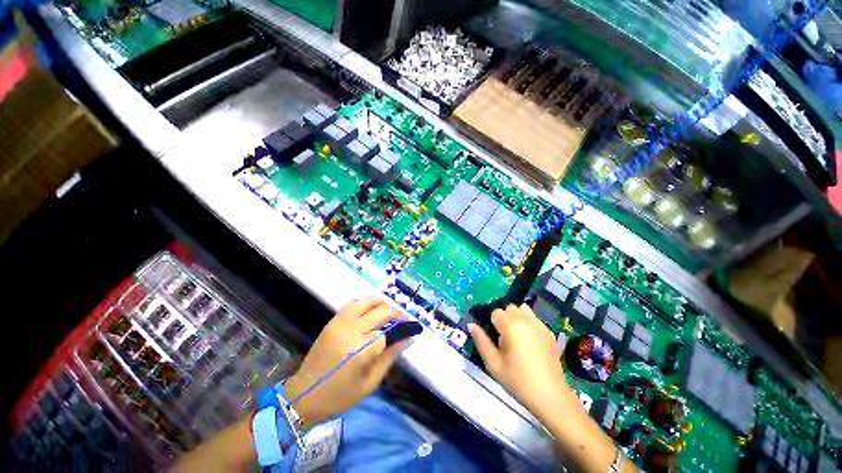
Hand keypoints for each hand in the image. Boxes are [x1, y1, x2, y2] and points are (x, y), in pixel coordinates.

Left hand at [285, 298, 408, 429]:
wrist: (304, 395)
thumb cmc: (340, 396)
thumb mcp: (371, 382)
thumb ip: (391, 356)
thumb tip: (410, 338)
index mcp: (361, 351)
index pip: (389, 332)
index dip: (402, 328)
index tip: (411, 328)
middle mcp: (352, 332)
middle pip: (381, 312)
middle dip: (396, 313)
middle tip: (403, 319)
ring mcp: (340, 324)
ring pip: (367, 302)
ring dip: (381, 303)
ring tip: (389, 312)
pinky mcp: (332, 321)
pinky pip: (352, 304)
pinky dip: (365, 304)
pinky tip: (370, 312)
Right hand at [468, 304, 578, 422]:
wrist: (551, 397)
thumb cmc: (518, 381)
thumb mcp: (493, 364)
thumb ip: (481, 341)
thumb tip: (471, 325)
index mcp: (511, 326)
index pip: (495, 312)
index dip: (492, 324)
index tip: (494, 339)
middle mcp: (526, 320)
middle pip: (509, 308)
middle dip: (504, 319)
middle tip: (504, 339)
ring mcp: (540, 325)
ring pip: (522, 309)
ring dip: (516, 318)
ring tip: (516, 336)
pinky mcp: (549, 332)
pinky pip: (533, 318)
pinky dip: (527, 322)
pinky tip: (529, 341)